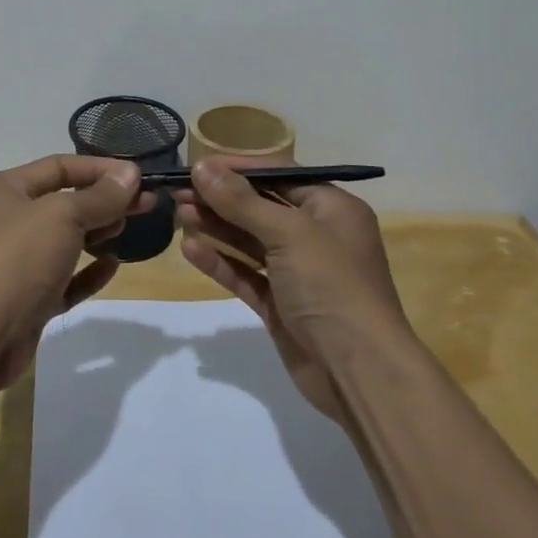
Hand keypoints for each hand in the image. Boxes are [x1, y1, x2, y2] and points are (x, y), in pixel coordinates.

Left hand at [0, 154, 151, 391]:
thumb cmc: (16, 260)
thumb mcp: (62, 216)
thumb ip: (99, 196)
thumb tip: (130, 174)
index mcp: (3, 189)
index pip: (59, 167)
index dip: (100, 169)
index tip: (138, 176)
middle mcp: (5, 220)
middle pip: (63, 202)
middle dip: (104, 201)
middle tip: (145, 204)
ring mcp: (14, 263)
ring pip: (63, 240)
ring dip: (96, 233)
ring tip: (127, 229)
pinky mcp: (26, 300)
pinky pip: (63, 278)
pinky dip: (87, 271)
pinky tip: (112, 266)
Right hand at [175, 158, 410, 420]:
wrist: (359, 373)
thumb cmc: (331, 286)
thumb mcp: (289, 233)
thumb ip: (241, 202)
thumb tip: (202, 166)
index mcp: (331, 208)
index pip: (280, 175)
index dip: (239, 169)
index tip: (198, 165)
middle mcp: (316, 235)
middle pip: (261, 207)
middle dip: (220, 198)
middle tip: (178, 191)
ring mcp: (297, 272)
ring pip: (250, 241)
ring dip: (216, 226)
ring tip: (178, 213)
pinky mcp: (280, 304)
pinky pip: (246, 274)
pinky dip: (220, 261)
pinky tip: (190, 250)